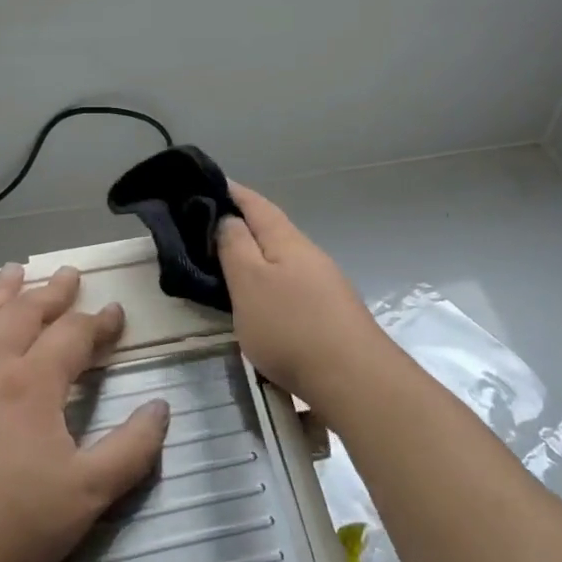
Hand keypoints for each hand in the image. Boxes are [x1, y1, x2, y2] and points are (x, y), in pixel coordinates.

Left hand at [0, 264, 170, 561]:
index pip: (73, 335)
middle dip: (51, 292)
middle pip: (23, 314)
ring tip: (12, 271)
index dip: (99, 322)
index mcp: (32, 384)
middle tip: (68, 274)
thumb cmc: (9, 532)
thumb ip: (132, 448)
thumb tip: (161, 406)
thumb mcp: (88, 496)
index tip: (116, 313)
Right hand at [217, 184, 393, 414]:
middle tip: (207, 227)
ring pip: (283, 258)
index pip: (256, 204)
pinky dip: (270, 280)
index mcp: (287, 240)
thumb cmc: (291, 326)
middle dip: (243, 223)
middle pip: (272, 228)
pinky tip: (262, 298)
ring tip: (228, 264)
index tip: (208, 183)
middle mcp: (309, 254)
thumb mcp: (249, 283)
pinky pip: (291, 283)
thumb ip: (235, 247)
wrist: (354, 378)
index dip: (232, 191)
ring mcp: (324, 283)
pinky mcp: (329, 311)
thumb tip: (228, 218)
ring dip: (257, 254)